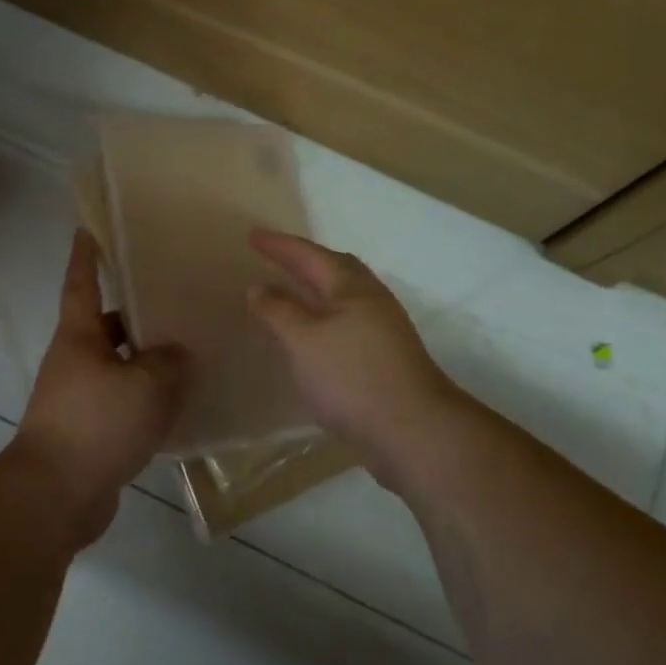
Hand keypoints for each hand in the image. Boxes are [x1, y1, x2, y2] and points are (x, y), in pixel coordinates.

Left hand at [14, 231, 186, 543]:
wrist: (56, 496)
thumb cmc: (97, 424)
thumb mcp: (146, 384)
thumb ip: (169, 361)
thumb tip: (175, 354)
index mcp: (79, 337)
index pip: (81, 284)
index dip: (86, 257)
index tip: (87, 230)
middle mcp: (74, 361)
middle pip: (106, 327)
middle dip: (136, 315)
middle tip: (174, 302)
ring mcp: (78, 398)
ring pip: (118, 367)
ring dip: (146, 361)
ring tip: (187, 353)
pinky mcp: (88, 432)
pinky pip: (122, 403)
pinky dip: (145, 400)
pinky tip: (178, 405)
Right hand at [246, 230, 463, 487]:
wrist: (413, 430)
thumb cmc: (352, 377)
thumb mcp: (304, 340)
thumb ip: (279, 310)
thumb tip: (258, 286)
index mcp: (351, 287)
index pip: (309, 255)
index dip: (280, 245)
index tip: (253, 234)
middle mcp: (372, 299)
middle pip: (336, 268)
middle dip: (304, 259)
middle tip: (277, 256)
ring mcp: (384, 328)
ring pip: (345, 294)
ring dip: (317, 287)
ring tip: (292, 290)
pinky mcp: (387, 355)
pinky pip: (349, 318)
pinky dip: (326, 314)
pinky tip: (315, 334)